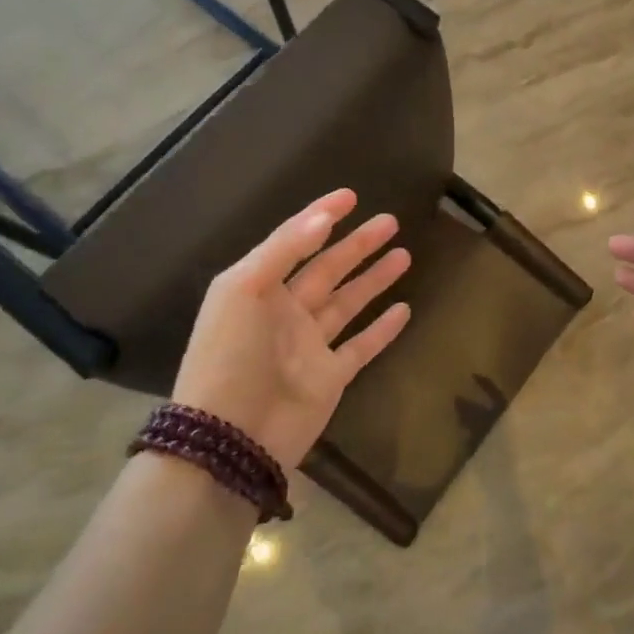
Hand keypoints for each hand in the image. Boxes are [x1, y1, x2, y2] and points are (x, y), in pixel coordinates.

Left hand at [173, 189, 410, 471]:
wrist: (229, 437)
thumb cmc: (230, 355)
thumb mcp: (243, 289)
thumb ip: (284, 250)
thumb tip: (322, 218)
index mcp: (259, 288)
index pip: (295, 242)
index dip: (320, 217)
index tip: (351, 196)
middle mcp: (286, 312)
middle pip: (328, 269)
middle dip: (358, 244)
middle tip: (391, 221)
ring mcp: (310, 346)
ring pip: (349, 302)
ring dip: (374, 278)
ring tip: (404, 254)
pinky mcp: (331, 377)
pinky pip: (362, 346)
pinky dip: (382, 329)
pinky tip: (404, 308)